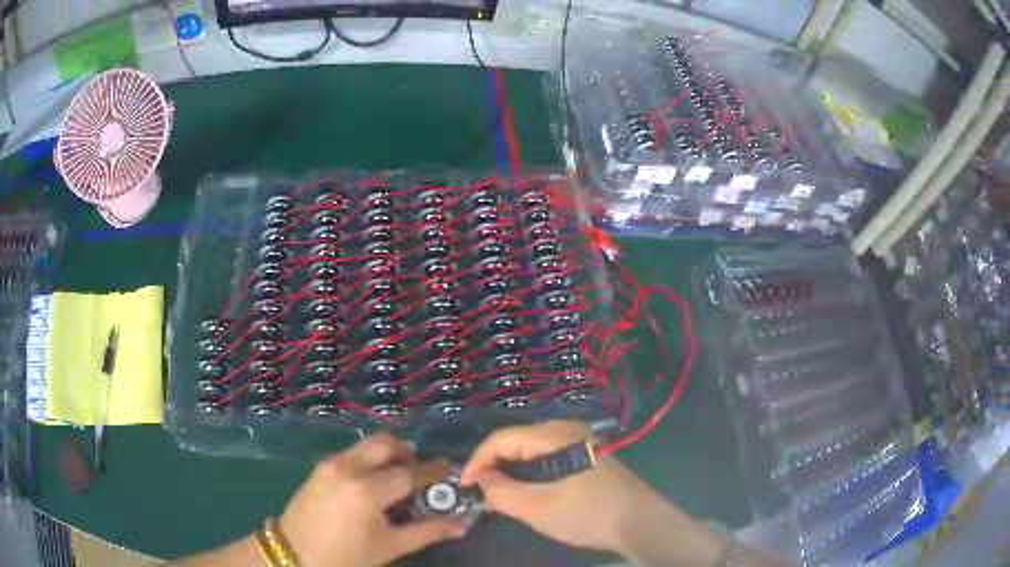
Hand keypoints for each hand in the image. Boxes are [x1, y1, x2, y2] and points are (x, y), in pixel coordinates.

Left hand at [279, 432, 464, 566]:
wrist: (294, 553)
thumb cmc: (345, 556)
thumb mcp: (389, 547)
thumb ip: (426, 532)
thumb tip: (460, 524)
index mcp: (367, 490)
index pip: (409, 473)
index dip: (432, 472)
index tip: (449, 469)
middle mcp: (348, 468)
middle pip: (385, 443)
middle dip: (408, 453)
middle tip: (420, 474)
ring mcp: (330, 464)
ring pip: (367, 445)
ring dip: (387, 455)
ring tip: (397, 480)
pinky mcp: (320, 467)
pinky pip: (352, 454)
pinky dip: (369, 460)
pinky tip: (373, 484)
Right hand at [460, 420, 659, 552]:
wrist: (640, 522)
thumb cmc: (589, 514)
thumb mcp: (539, 508)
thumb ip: (503, 494)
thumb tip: (481, 482)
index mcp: (555, 435)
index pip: (502, 439)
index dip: (477, 461)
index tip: (463, 486)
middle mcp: (566, 430)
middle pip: (516, 441)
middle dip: (492, 464)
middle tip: (477, 491)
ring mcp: (579, 442)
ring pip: (531, 450)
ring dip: (510, 469)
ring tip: (495, 493)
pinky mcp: (586, 456)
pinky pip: (546, 457)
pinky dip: (528, 472)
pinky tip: (523, 490)